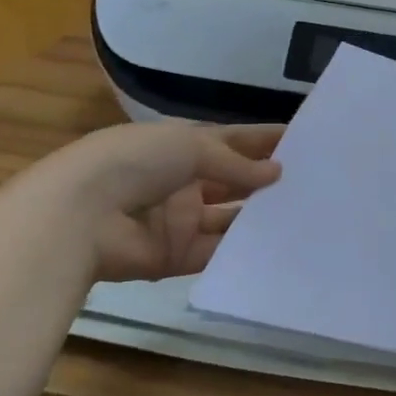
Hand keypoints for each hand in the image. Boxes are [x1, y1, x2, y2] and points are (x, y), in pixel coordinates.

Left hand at [44, 121, 282, 281]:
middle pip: (233, 180)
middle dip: (267, 180)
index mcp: (182, 146)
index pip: (232, 141)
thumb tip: (276, 172)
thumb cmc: (136, 161)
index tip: (304, 141)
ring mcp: (180, 219)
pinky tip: (277, 243)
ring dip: (258, 214)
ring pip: (229, 217)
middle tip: (313, 183)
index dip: (264, 140)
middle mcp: (184, 181)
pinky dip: (242, 248)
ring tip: (303, 213)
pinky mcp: (177, 255)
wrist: (81, 213)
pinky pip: (216, 251)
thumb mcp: (192, 147)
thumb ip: (236, 163)